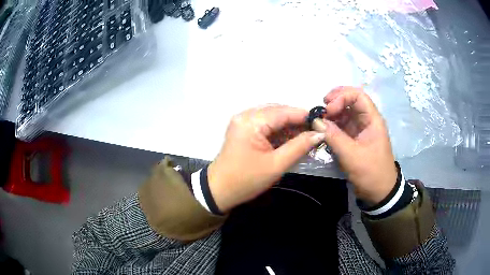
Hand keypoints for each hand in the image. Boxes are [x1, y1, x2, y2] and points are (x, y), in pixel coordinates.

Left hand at [208, 105, 324, 211]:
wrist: (219, 190)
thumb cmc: (246, 180)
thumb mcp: (276, 165)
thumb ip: (299, 146)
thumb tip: (319, 134)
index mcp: (251, 121)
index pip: (283, 112)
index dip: (304, 115)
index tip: (322, 121)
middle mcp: (245, 115)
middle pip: (278, 111)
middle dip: (297, 120)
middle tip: (315, 130)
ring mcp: (243, 121)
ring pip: (272, 117)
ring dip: (289, 125)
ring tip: (306, 135)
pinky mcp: (243, 128)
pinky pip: (265, 124)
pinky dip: (279, 130)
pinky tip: (291, 138)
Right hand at [322, 86, 396, 204]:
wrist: (379, 192)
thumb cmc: (371, 172)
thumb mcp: (352, 156)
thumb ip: (334, 137)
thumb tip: (316, 122)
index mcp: (372, 120)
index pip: (358, 96)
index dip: (342, 96)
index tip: (328, 109)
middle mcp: (366, 120)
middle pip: (351, 100)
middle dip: (335, 101)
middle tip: (321, 108)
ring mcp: (360, 129)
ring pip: (345, 113)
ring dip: (332, 114)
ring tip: (319, 120)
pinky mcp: (354, 139)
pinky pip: (342, 126)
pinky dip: (332, 125)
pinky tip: (323, 130)